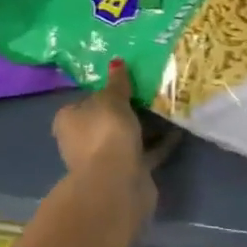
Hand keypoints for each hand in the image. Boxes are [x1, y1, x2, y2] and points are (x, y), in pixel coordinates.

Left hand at [28, 60, 156, 246]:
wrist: (117, 183)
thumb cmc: (106, 132)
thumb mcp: (112, 99)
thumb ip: (117, 82)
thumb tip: (116, 63)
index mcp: (69, 120)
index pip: (85, 100)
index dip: (104, 91)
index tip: (127, 82)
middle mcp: (81, 141)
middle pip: (106, 120)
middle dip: (126, 110)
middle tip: (151, 92)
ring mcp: (103, 160)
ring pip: (125, 138)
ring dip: (144, 127)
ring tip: (168, 108)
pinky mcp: (125, 173)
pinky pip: (144, 152)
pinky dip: (158, 143)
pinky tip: (177, 131)